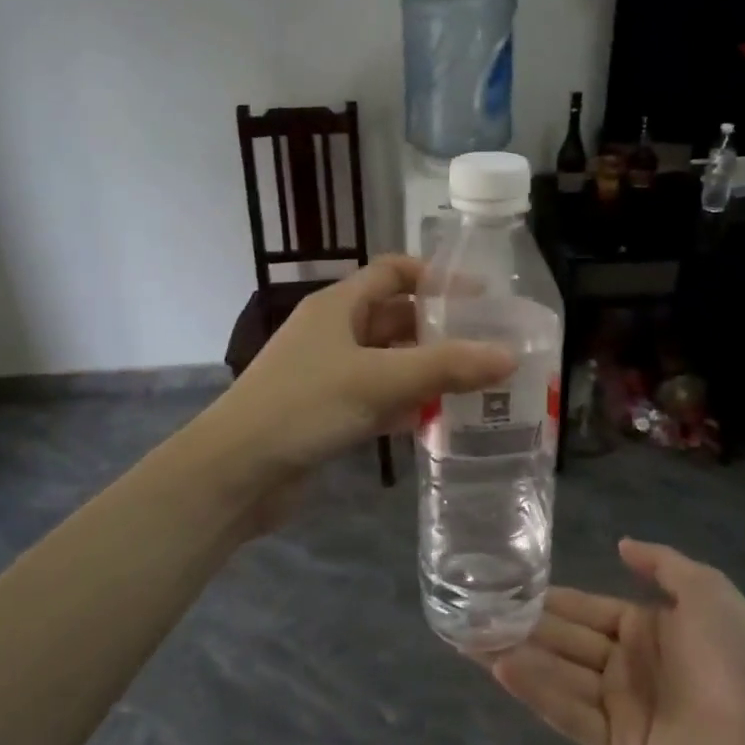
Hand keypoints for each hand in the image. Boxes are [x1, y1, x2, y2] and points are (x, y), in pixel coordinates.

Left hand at [210, 255, 515, 476]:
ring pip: (388, 361)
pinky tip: (438, 419)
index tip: (480, 296)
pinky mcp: (327, 413)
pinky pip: (376, 398)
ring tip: (477, 383)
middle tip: (488, 345)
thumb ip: (445, 367)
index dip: (435, 277)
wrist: (235, 472)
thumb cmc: (305, 406)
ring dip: (426, 370)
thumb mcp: (379, 380)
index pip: (393, 272)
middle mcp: (333, 332)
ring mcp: (328, 374)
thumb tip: (509, 356)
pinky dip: (405, 404)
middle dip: (438, 329)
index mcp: (338, 305)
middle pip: (395, 318)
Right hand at [488, 540, 744, 744]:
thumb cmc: (741, 650)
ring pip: (560, 677)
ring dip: (517, 658)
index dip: (547, 599)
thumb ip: (661, 563)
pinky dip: (538, 693)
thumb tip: (621, 543)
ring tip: (470, 640)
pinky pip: (573, 715)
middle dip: (519, 628)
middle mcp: (625, 665)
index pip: (583, 609)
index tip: (505, 586)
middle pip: (562, 642)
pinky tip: (505, 669)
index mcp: (643, 628)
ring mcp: (621, 707)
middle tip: (470, 615)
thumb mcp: (705, 587)